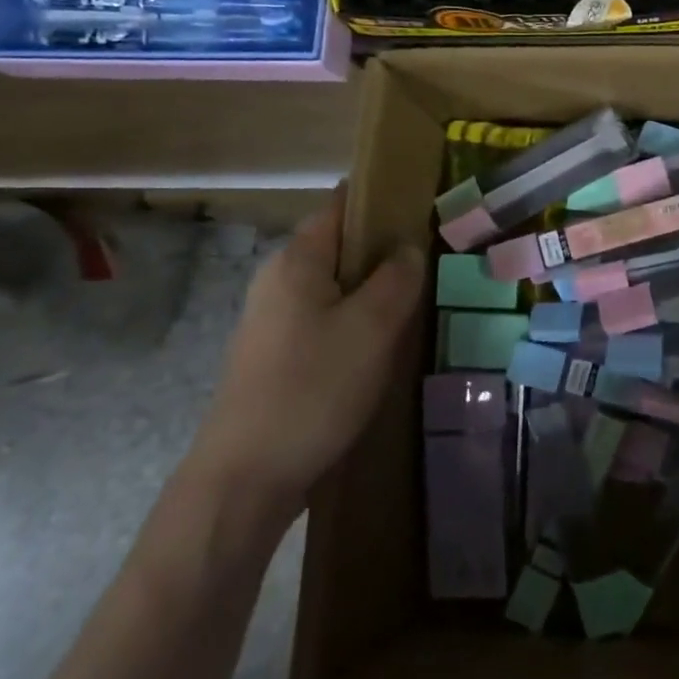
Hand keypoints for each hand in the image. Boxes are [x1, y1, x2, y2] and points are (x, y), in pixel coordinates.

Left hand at [187, 192, 424, 526]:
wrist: (246, 478)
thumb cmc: (314, 389)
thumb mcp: (372, 328)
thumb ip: (397, 279)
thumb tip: (409, 248)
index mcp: (296, 261)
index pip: (341, 206)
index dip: (381, 200)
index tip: (424, 207)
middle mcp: (278, 281)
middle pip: (339, 248)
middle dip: (385, 251)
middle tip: (432, 265)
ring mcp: (272, 322)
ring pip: (335, 289)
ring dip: (373, 292)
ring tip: (416, 306)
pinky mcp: (275, 358)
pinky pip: (325, 322)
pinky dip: (356, 323)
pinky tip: (382, 349)